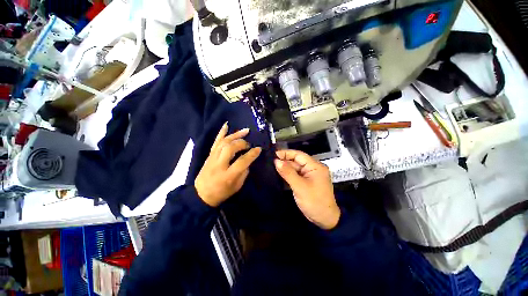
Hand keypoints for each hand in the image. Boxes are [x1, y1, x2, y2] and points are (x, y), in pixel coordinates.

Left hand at [195, 123, 261, 206]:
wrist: (201, 194)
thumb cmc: (222, 192)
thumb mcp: (237, 186)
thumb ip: (244, 172)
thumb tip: (248, 159)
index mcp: (227, 176)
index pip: (242, 161)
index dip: (252, 154)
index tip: (259, 149)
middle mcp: (219, 164)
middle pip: (230, 148)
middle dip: (242, 143)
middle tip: (249, 144)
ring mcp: (212, 158)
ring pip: (224, 142)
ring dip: (235, 135)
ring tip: (245, 131)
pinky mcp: (209, 155)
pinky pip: (215, 141)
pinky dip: (221, 132)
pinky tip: (226, 125)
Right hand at [274, 150, 339, 229]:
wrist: (324, 220)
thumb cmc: (314, 202)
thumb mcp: (300, 186)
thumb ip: (288, 173)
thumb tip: (276, 161)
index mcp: (315, 166)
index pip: (299, 155)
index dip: (286, 153)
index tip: (273, 154)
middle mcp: (312, 168)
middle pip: (296, 161)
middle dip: (284, 161)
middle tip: (270, 162)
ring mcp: (309, 175)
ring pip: (294, 168)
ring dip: (285, 168)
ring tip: (271, 167)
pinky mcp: (305, 182)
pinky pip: (295, 175)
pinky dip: (287, 174)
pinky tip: (278, 174)